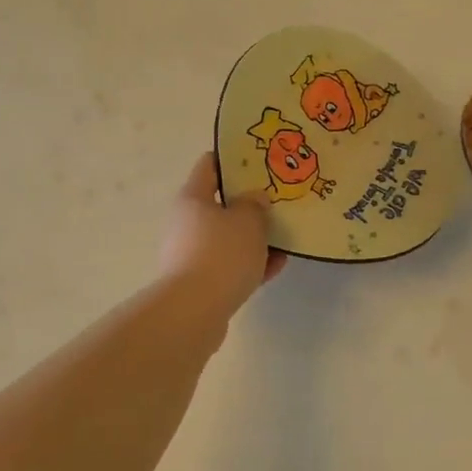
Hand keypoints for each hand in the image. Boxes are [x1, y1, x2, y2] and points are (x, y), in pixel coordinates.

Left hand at [157, 153, 286, 315]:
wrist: (194, 311)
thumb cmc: (221, 253)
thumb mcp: (248, 220)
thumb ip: (255, 204)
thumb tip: (254, 199)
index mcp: (193, 198)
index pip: (210, 165)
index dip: (234, 159)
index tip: (261, 160)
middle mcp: (186, 222)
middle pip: (220, 204)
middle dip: (249, 203)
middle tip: (278, 201)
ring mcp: (191, 253)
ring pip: (228, 237)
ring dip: (254, 237)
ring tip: (285, 237)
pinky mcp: (200, 282)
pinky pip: (230, 265)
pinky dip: (251, 264)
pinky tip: (277, 266)